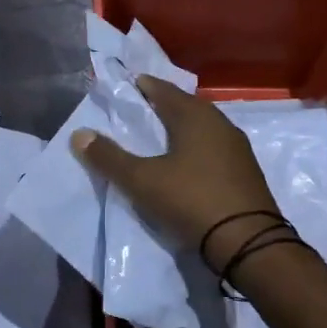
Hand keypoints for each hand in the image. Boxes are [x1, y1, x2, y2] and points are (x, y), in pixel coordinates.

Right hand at [70, 76, 279, 269]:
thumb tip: (78, 134)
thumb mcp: (142, 180)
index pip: (165, 91)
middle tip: (142, 111)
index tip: (129, 85)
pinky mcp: (246, 172)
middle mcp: (220, 124)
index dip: (145, 87)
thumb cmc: (191, 200)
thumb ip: (109, 157)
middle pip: (187, 106)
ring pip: (204, 128)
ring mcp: (237, 148)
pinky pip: (215, 148)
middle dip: (164, 106)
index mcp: (195, 116)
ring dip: (182, 128)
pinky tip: (188, 162)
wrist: (248, 241)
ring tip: (161, 137)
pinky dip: (197, 148)